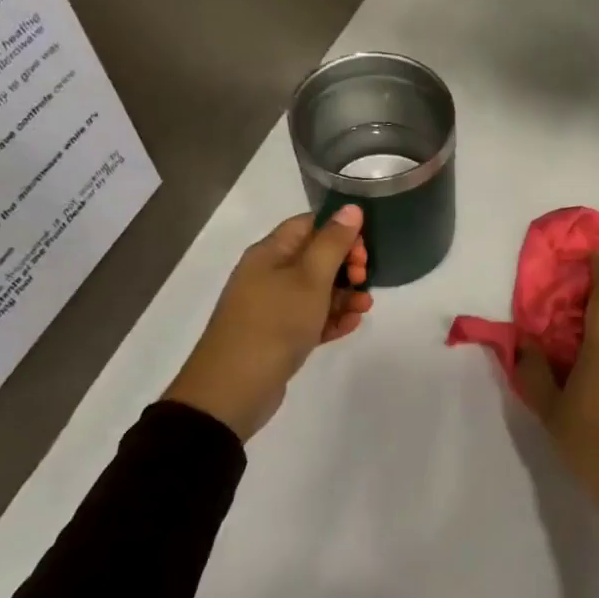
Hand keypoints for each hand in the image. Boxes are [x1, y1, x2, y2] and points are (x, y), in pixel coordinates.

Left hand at [164, 205, 372, 440]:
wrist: (233, 389)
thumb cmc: (274, 323)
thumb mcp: (309, 278)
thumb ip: (333, 243)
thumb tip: (351, 208)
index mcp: (270, 253)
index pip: (308, 225)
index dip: (339, 230)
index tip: (365, 249)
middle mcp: (268, 275)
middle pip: (314, 258)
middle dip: (345, 265)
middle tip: (364, 279)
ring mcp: (272, 307)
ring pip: (315, 291)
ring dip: (344, 295)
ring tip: (365, 308)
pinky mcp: (278, 336)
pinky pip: (310, 319)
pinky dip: (331, 319)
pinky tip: (352, 325)